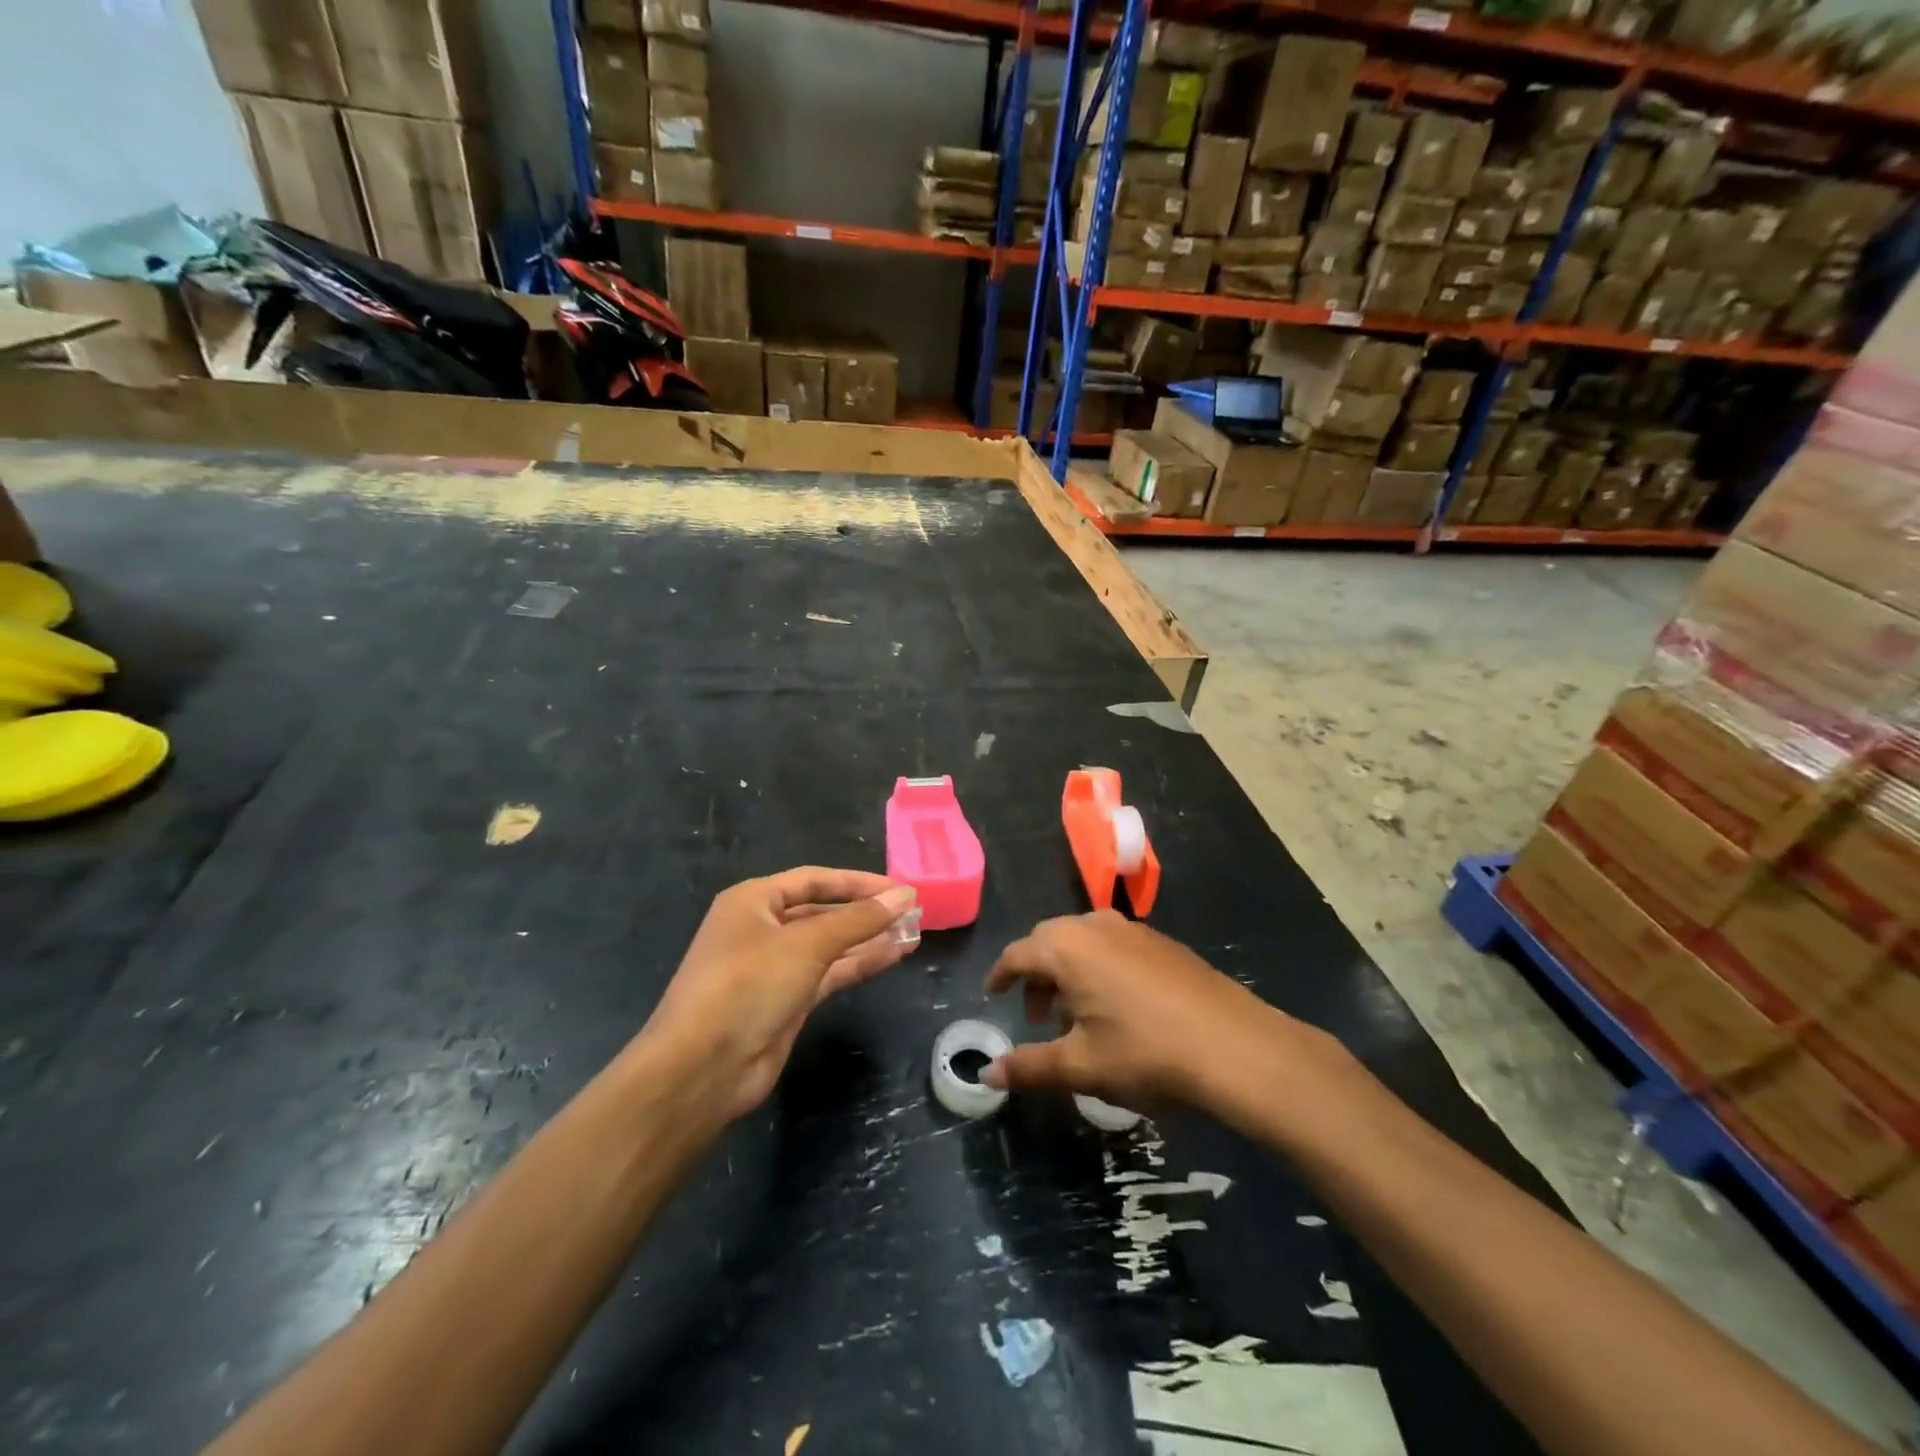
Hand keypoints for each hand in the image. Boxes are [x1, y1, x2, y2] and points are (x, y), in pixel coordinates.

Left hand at [640, 868, 918, 1121]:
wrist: (703, 1069)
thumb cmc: (748, 985)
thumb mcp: (807, 944)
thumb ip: (858, 919)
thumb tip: (904, 895)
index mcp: (753, 901)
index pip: (814, 880)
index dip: (858, 882)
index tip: (899, 887)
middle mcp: (762, 928)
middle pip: (822, 911)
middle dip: (866, 912)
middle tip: (912, 912)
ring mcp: (773, 968)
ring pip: (830, 945)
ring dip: (869, 939)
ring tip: (913, 933)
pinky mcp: (786, 1001)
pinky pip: (829, 973)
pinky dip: (860, 964)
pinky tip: (893, 956)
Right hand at [983, 910, 1286, 1111]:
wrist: (1236, 1046)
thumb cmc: (1145, 1053)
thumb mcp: (1080, 1066)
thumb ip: (1028, 1066)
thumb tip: (986, 1074)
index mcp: (1067, 947)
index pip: (1018, 953)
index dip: (1001, 975)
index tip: (994, 994)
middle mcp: (1095, 926)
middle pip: (1050, 941)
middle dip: (1036, 975)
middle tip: (1038, 1015)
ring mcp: (1134, 930)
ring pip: (1084, 942)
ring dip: (1069, 971)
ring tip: (1078, 1015)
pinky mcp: (1164, 943)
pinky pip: (1114, 946)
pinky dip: (1100, 968)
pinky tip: (1119, 1008)